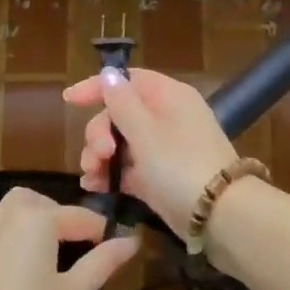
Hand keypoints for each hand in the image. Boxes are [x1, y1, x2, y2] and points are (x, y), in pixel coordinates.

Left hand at [0, 187, 136, 289]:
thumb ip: (102, 262)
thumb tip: (131, 239)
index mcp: (36, 220)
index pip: (80, 217)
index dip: (102, 232)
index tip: (116, 249)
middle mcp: (1, 219)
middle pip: (35, 203)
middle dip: (56, 217)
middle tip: (71, 250)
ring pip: (2, 219)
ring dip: (21, 230)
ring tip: (34, 264)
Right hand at [64, 68, 237, 239]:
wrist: (220, 215)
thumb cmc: (180, 165)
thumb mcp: (146, 131)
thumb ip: (122, 103)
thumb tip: (110, 74)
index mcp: (168, 96)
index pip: (129, 79)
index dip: (98, 87)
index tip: (69, 101)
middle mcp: (167, 117)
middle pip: (120, 114)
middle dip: (99, 133)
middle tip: (96, 155)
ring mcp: (164, 149)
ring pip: (121, 143)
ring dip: (100, 157)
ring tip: (91, 177)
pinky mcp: (160, 178)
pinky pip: (128, 169)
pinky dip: (111, 175)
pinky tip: (94, 188)